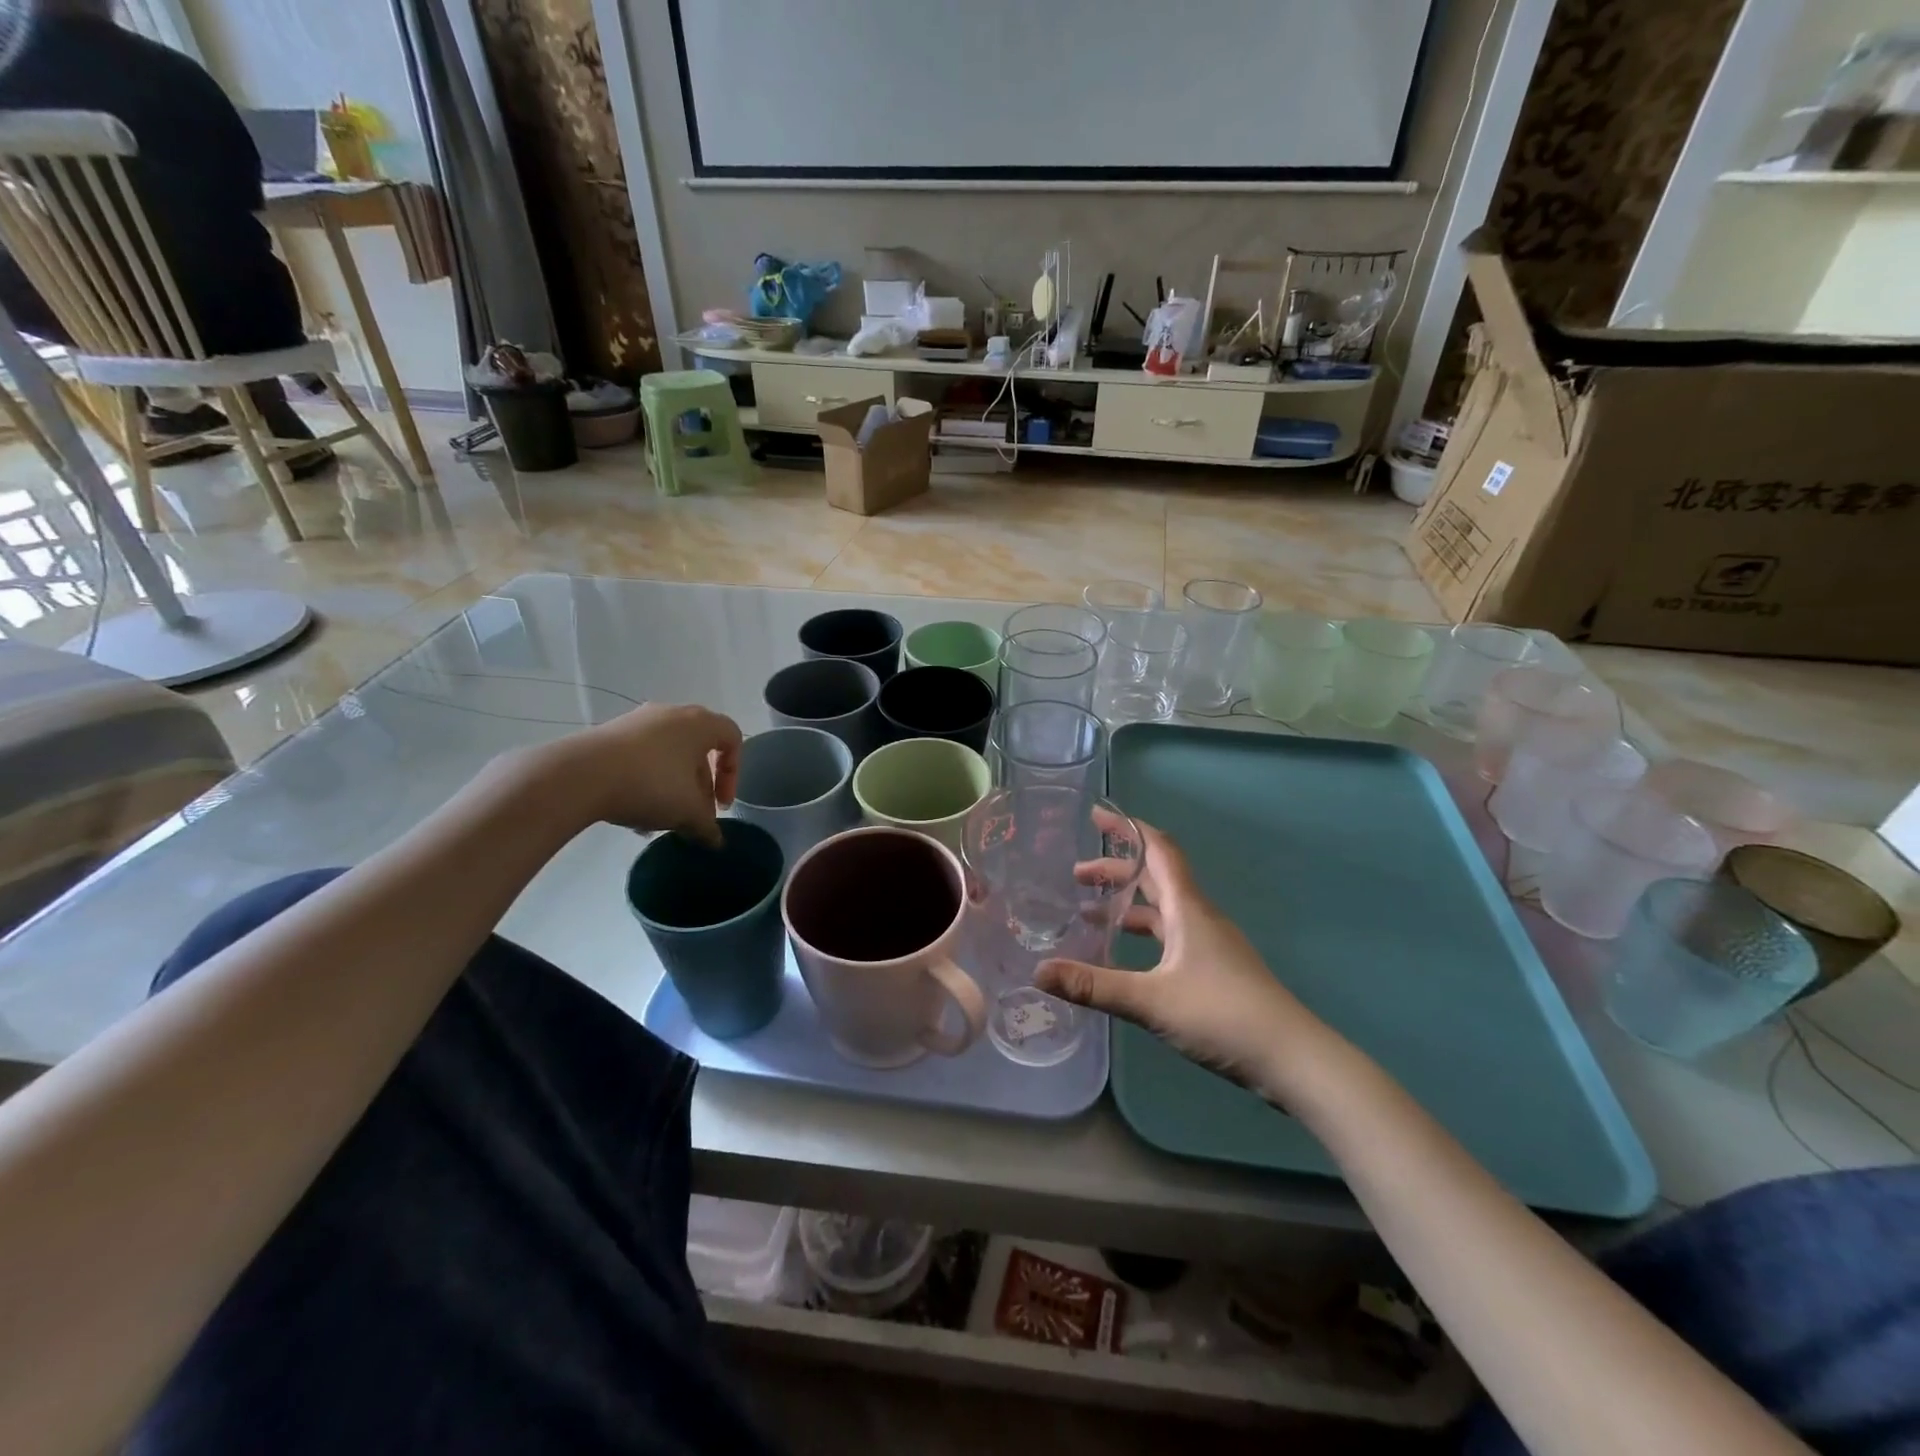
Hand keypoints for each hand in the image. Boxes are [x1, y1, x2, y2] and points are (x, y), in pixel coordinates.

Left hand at [536, 704, 742, 845]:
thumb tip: (715, 841)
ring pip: (668, 757)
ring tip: (659, 818)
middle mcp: (672, 714)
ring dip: (672, 788)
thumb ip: (708, 826)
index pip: (733, 739)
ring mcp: (638, 721)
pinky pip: (641, 757)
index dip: (734, 774)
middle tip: (692, 815)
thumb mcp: (688, 812)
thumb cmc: (650, 784)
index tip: (721, 805)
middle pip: (698, 751)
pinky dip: (646, 781)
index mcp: (700, 723)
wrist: (580, 775)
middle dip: (700, 787)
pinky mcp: (610, 733)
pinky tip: (634, 810)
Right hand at [1035, 819, 1325, 1093]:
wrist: (1292, 1059)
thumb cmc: (1223, 1015)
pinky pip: (1169, 936)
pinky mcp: (1214, 970)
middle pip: (1155, 878)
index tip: (1096, 816)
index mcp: (1188, 909)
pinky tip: (1123, 957)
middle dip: (1116, 870)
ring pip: (1162, 909)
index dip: (1128, 829)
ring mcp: (1209, 944)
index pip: (1158, 850)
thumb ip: (1094, 986)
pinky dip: (1142, 934)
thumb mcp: (1151, 1001)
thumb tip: (1037, 971)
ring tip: (1088, 912)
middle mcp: (1198, 917)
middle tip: (1076, 874)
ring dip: (1127, 904)